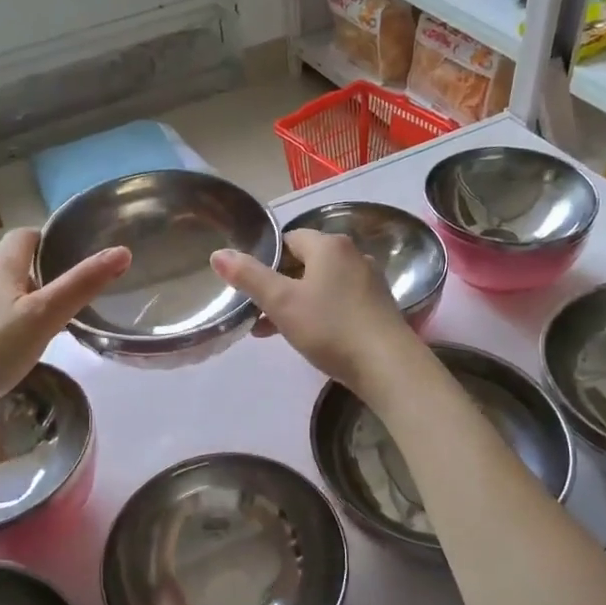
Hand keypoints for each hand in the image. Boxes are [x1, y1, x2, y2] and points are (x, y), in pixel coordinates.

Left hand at [0, 228, 129, 413]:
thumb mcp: (45, 317)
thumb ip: (82, 285)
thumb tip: (121, 251)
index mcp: (0, 268)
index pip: (23, 236)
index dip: (45, 240)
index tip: (65, 256)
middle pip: (7, 263)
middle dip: (32, 274)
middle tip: (58, 298)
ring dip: (11, 298)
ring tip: (32, 325)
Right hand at [211, 229, 424, 394]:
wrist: (387, 365)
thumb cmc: (330, 327)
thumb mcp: (281, 302)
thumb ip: (249, 276)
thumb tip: (218, 253)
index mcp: (330, 245)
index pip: (289, 239)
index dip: (266, 259)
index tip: (249, 284)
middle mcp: (353, 255)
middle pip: (305, 262)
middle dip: (278, 284)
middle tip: (256, 311)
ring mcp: (369, 282)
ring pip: (321, 284)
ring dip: (295, 302)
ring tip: (272, 330)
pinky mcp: (378, 307)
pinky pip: (339, 301)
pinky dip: (319, 313)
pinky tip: (307, 338)